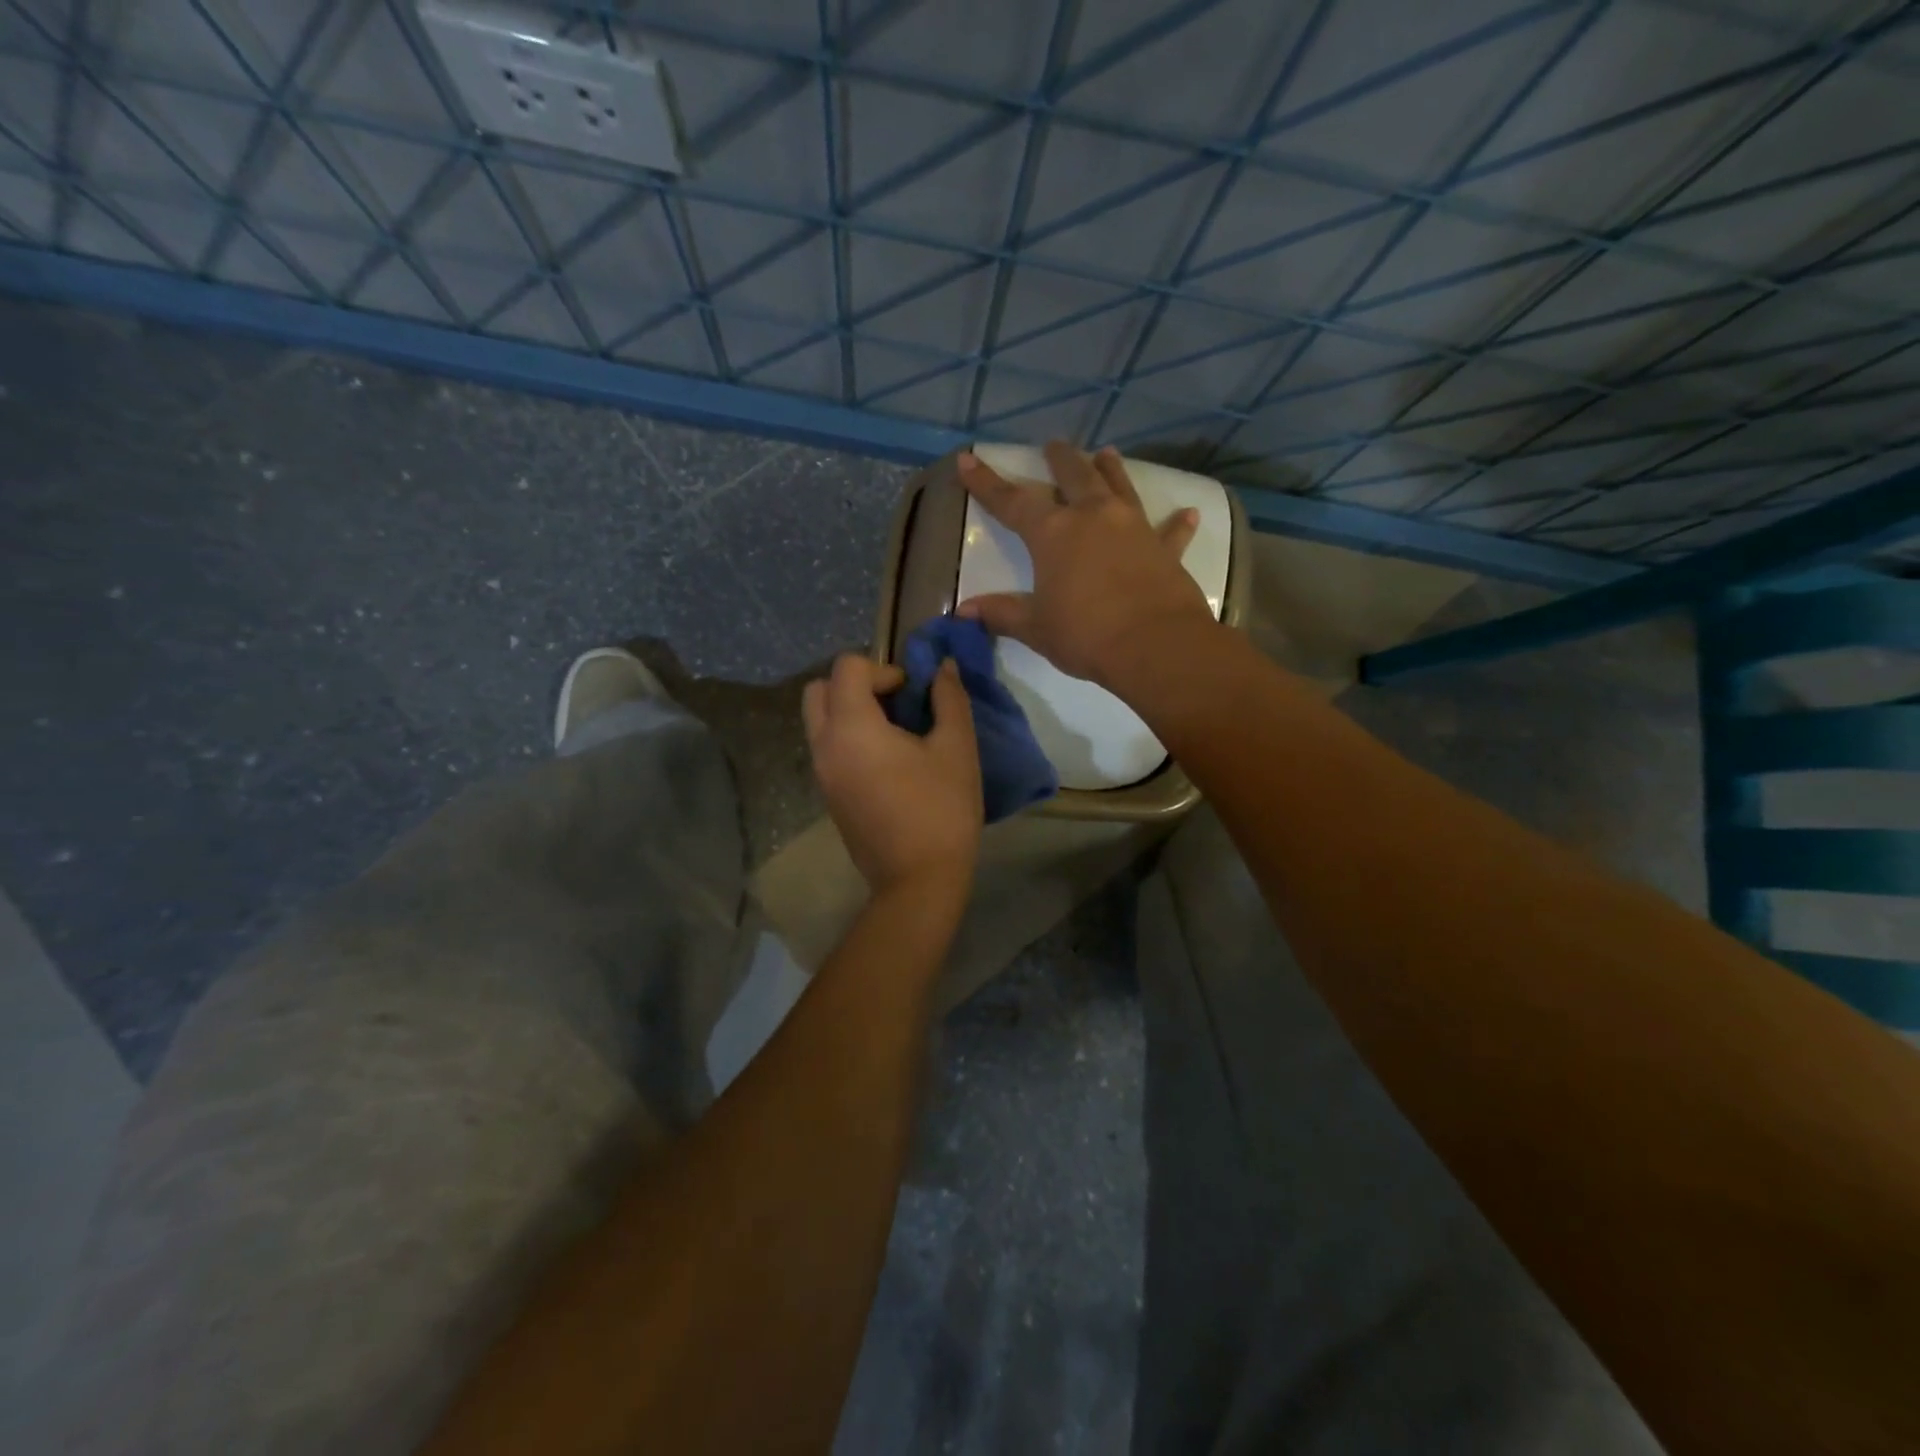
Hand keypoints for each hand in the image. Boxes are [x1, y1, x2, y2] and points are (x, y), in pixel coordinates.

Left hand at [803, 654, 981, 897]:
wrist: (918, 880)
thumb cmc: (941, 809)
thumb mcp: (956, 748)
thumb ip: (948, 699)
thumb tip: (943, 668)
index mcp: (851, 727)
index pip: (847, 667)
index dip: (882, 668)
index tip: (911, 693)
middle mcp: (825, 745)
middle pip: (819, 690)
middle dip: (855, 684)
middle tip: (894, 703)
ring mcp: (821, 773)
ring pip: (819, 720)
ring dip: (850, 710)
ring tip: (894, 732)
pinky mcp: (827, 795)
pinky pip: (826, 747)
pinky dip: (848, 737)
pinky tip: (887, 760)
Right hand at [955, 441, 1212, 685]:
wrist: (1155, 646)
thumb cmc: (1086, 635)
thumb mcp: (1036, 628)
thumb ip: (1001, 614)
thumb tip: (963, 611)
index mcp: (1054, 533)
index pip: (1012, 501)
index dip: (987, 482)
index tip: (969, 459)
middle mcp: (1094, 517)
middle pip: (1074, 476)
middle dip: (1059, 460)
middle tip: (1053, 445)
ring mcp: (1134, 528)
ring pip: (1120, 487)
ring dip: (1111, 470)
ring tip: (1107, 453)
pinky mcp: (1165, 549)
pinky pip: (1170, 532)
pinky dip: (1177, 523)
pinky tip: (1188, 513)